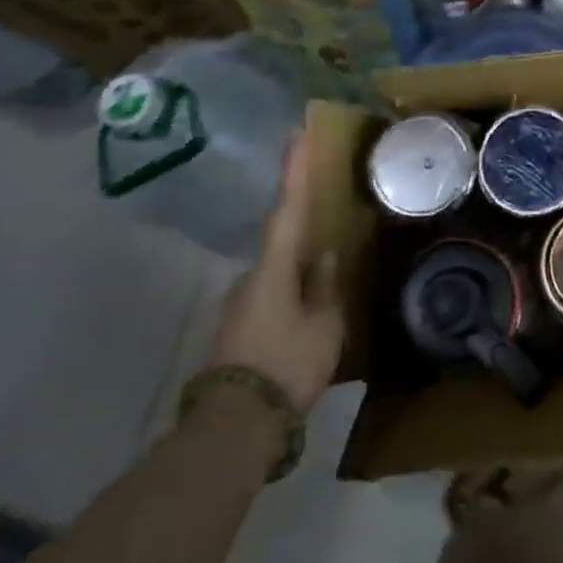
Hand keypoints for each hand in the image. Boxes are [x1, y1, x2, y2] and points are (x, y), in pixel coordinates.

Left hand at [208, 134, 344, 411]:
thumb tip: (325, 255)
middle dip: (303, 237)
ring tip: (324, 296)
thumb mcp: (323, 328)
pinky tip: (306, 323)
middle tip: (329, 236)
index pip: (287, 207)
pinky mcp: (237, 330)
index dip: (294, 169)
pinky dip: (290, 300)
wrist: (233, 429)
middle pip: (282, 245)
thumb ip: (325, 287)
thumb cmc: (286, 366)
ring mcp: (240, 305)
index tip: (296, 133)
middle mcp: (251, 277)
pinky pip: (271, 301)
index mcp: (274, 267)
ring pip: (277, 278)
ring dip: (298, 278)